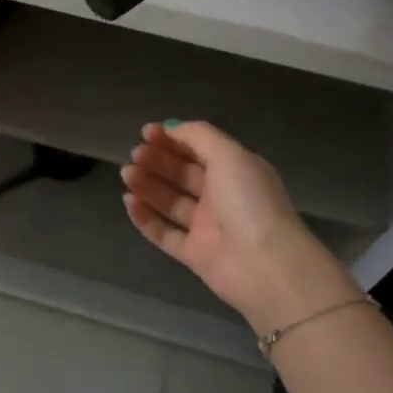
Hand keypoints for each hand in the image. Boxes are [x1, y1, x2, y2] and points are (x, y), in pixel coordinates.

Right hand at [121, 120, 359, 330]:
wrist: (265, 265)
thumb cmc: (249, 201)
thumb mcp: (229, 155)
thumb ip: (199, 136)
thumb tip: (171, 127)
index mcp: (235, 171)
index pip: (199, 149)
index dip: (173, 139)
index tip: (146, 132)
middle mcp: (221, 197)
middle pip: (182, 174)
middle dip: (157, 160)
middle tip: (135, 154)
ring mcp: (207, 227)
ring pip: (170, 202)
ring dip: (147, 185)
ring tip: (127, 174)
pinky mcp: (194, 254)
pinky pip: (164, 233)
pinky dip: (145, 218)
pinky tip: (129, 201)